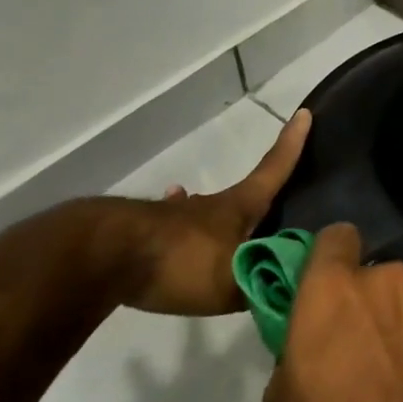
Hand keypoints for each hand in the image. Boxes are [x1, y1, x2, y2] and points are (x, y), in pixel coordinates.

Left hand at [118, 109, 311, 316]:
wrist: (99, 257)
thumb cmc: (180, 262)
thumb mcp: (232, 285)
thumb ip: (264, 287)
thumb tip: (295, 289)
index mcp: (238, 208)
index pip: (274, 170)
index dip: (292, 144)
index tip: (303, 113)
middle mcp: (208, 205)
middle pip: (241, 196)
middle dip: (256, 198)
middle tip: (266, 210)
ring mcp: (170, 215)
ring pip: (200, 211)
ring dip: (211, 217)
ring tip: (215, 230)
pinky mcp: (139, 231)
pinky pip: (166, 229)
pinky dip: (173, 231)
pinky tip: (164, 237)